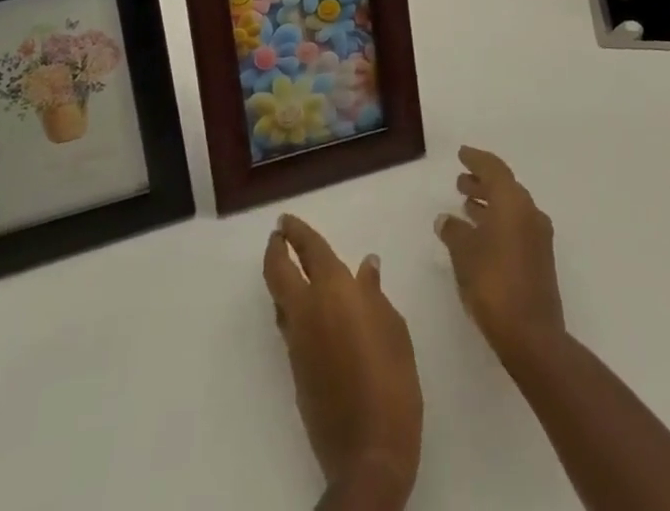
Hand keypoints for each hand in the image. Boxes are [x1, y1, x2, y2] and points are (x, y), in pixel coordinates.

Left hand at [263, 214, 421, 505]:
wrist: (368, 451)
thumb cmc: (392, 379)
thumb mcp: (393, 328)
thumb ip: (374, 294)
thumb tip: (366, 266)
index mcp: (334, 291)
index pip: (309, 250)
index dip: (296, 232)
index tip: (286, 219)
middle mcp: (307, 310)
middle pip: (278, 272)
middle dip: (275, 249)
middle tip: (278, 235)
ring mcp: (297, 342)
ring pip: (279, 300)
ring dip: (280, 279)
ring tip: (290, 268)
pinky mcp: (295, 370)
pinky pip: (288, 326)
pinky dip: (291, 308)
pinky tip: (308, 312)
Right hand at [435, 146, 566, 362]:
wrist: (532, 336)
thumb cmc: (493, 284)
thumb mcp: (464, 254)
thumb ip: (454, 231)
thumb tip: (445, 219)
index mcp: (513, 202)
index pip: (494, 169)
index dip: (476, 159)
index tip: (461, 154)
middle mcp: (530, 212)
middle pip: (505, 187)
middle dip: (482, 182)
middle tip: (460, 181)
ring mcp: (538, 237)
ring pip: (511, 208)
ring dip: (489, 204)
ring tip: (465, 205)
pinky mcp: (540, 259)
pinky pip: (516, 227)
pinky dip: (497, 223)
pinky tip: (479, 236)